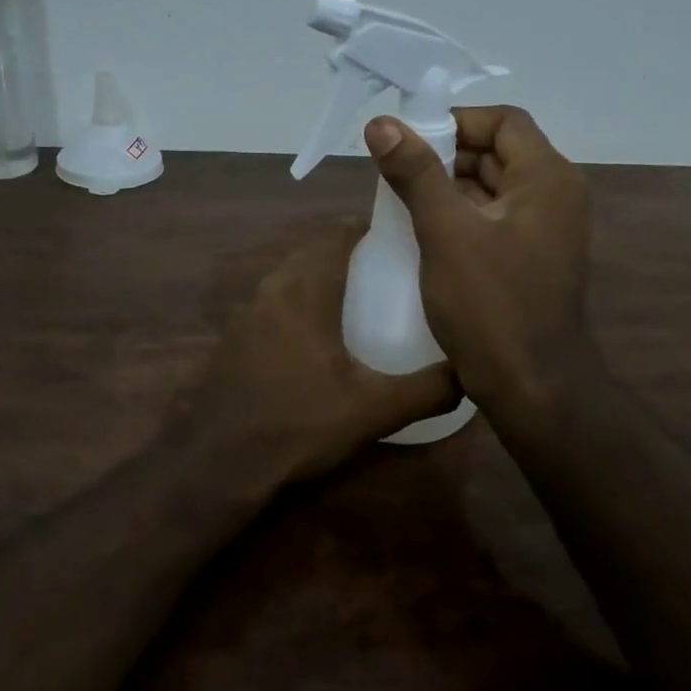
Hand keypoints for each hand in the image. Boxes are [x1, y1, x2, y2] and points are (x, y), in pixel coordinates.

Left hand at [169, 222, 458, 485]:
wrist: (219, 462)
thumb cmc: (299, 424)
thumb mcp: (374, 410)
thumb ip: (428, 390)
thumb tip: (472, 374)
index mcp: (306, 292)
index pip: (336, 235)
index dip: (365, 227)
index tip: (395, 236)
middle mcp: (271, 291)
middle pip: (311, 252)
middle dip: (344, 251)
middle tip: (382, 268)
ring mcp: (244, 314)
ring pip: (287, 277)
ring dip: (317, 276)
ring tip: (353, 298)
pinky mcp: (231, 339)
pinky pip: (270, 303)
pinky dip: (294, 303)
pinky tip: (312, 338)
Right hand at [364, 105, 593, 413]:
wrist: (533, 387)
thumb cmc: (491, 305)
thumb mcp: (447, 233)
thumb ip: (416, 173)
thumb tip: (382, 124)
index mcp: (547, 178)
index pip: (504, 121)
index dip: (456, 120)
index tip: (410, 138)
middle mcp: (555, 196)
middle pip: (498, 152)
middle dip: (446, 155)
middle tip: (397, 170)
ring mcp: (547, 231)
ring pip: (494, 189)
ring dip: (451, 187)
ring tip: (403, 199)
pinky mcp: (533, 260)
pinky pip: (495, 221)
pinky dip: (462, 217)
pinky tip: (425, 232)